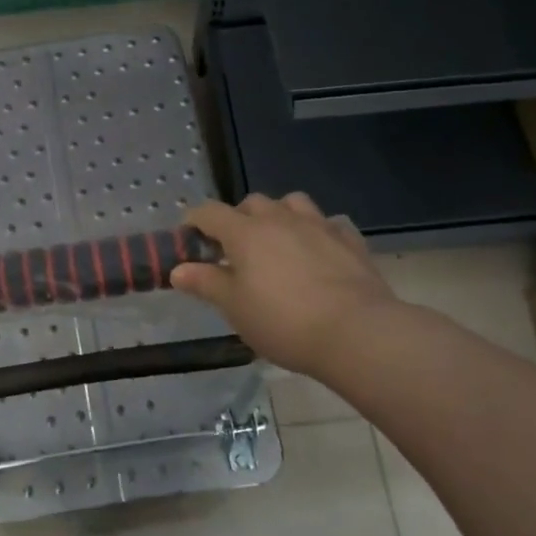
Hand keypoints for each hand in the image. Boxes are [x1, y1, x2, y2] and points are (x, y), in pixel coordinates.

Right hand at [170, 194, 399, 381]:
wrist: (357, 332)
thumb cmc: (284, 322)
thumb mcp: (235, 308)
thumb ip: (205, 284)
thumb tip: (178, 270)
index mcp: (245, 233)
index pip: (209, 212)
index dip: (194, 222)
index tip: (189, 240)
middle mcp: (280, 219)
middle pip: (252, 203)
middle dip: (237, 219)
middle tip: (234, 250)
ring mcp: (319, 225)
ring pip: (292, 203)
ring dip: (279, 215)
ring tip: (277, 242)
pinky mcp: (350, 240)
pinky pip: (329, 223)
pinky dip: (317, 231)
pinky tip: (318, 251)